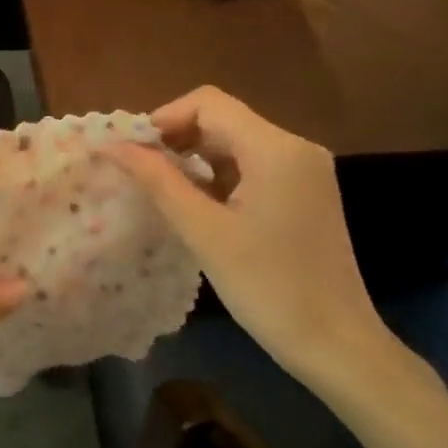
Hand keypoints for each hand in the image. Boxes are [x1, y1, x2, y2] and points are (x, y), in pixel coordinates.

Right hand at [113, 86, 389, 389]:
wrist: (335, 343)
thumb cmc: (267, 286)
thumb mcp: (203, 231)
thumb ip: (157, 181)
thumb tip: (112, 146)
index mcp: (276, 148)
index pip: (208, 103)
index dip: (164, 119)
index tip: (133, 154)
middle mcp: (295, 148)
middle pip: (222, 120)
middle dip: (176, 140)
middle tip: (139, 175)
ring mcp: (303, 172)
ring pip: (234, 145)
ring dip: (194, 161)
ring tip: (161, 193)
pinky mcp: (303, 194)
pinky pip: (251, 168)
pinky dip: (217, 178)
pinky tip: (195, 207)